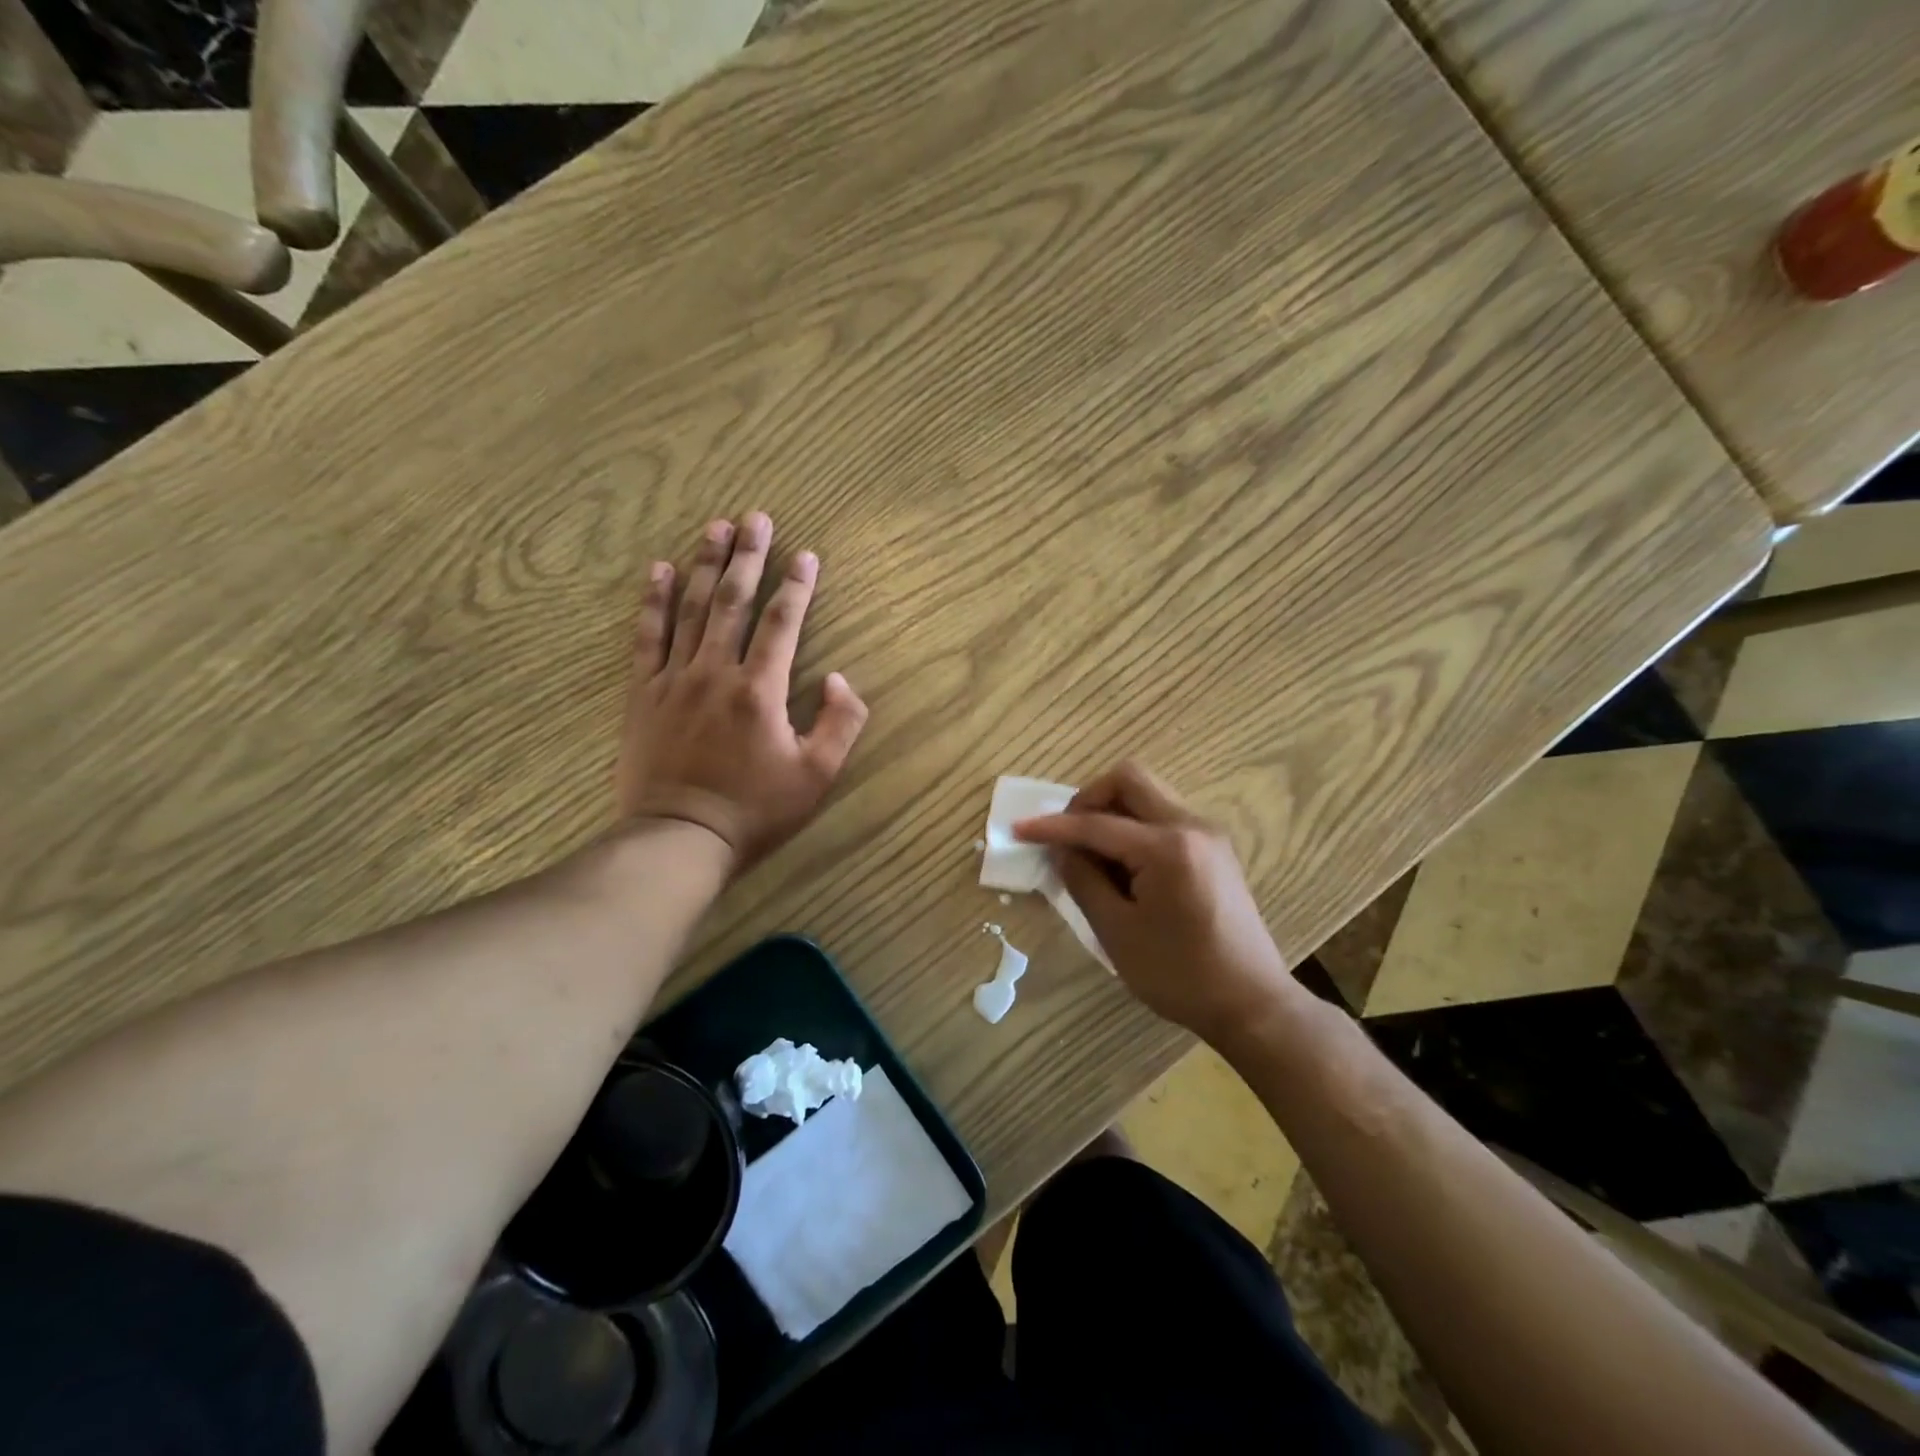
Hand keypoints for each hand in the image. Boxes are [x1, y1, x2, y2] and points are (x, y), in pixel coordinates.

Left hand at [616, 513, 868, 870]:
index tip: (806, 554)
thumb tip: (840, 679)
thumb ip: (840, 724)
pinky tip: (659, 571)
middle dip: (748, 556)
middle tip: (756, 517)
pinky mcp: (644, 694)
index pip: (781, 623)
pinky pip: (647, 637)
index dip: (797, 586)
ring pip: (691, 610)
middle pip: (733, 602)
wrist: (680, 838)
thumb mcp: (817, 776)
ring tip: (715, 527)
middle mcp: (716, 672)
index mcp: (760, 690)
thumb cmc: (755, 811)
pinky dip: (653, 602)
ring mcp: (674, 679)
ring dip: (705, 565)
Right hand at [1014, 762, 1296, 1041]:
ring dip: (1112, 812)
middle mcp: (1191, 826)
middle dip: (1089, 799)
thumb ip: (1083, 880)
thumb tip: (1061, 850)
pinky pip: (1164, 817)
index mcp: (1167, 847)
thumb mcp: (1117, 932)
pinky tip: (1122, 865)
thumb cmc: (1180, 975)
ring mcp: (1207, 834)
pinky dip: (1134, 827)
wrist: (1251, 1003)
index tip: (1018, 830)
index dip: (1052, 827)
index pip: (1097, 823)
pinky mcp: (1213, 849)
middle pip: (1130, 780)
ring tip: (1092, 854)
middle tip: (1066, 834)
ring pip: (1148, 795)